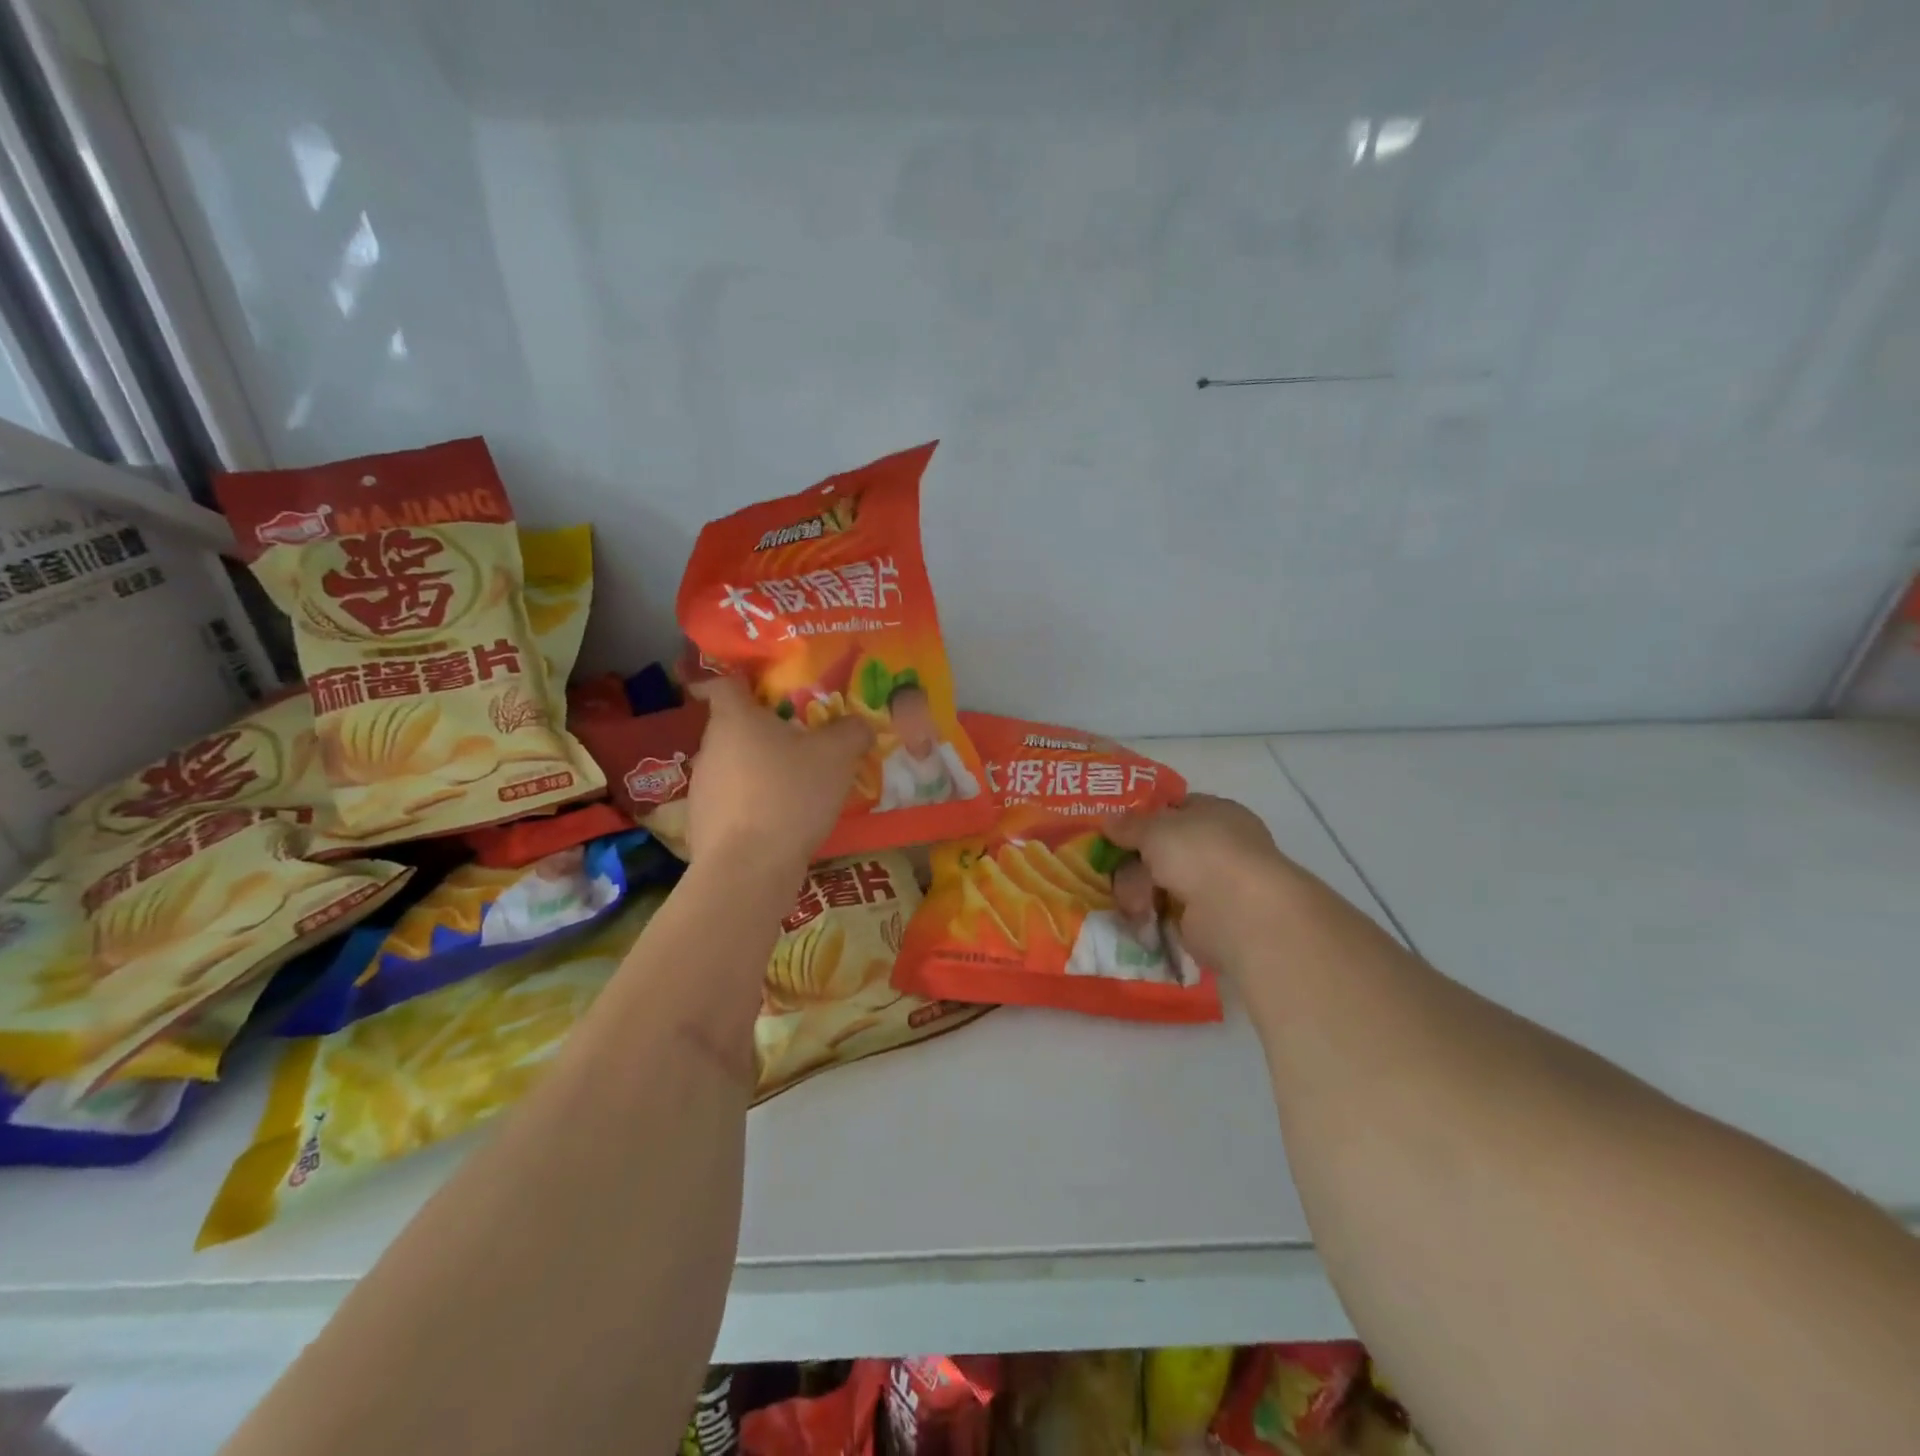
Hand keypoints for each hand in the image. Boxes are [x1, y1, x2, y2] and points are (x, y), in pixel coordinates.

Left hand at [685, 677, 872, 873]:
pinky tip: (780, 823)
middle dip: (766, 732)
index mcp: (734, 719)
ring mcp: (701, 788)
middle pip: (735, 727)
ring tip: (796, 789)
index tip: (768, 688)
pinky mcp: (702, 824)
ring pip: (734, 766)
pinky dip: (753, 806)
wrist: (748, 870)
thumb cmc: (790, 795)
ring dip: (760, 771)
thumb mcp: (837, 756)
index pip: (725, 682)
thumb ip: (852, 731)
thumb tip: (860, 724)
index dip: (745, 679)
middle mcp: (710, 747)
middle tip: (803, 743)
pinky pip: (733, 803)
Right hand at [1104, 794, 1297, 967]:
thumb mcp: (1155, 829)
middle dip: (1135, 862)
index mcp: (1215, 812)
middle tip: (1111, 872)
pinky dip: (1154, 916)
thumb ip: (1130, 825)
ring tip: (1132, 906)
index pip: (1175, 809)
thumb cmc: (1200, 853)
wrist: (1239, 912)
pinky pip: (1170, 912)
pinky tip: (1140, 920)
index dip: (1145, 819)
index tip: (1115, 832)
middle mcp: (1218, 846)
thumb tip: (1109, 819)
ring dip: (1140, 891)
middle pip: (1163, 849)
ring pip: (1163, 882)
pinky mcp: (1209, 920)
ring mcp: (1216, 884)